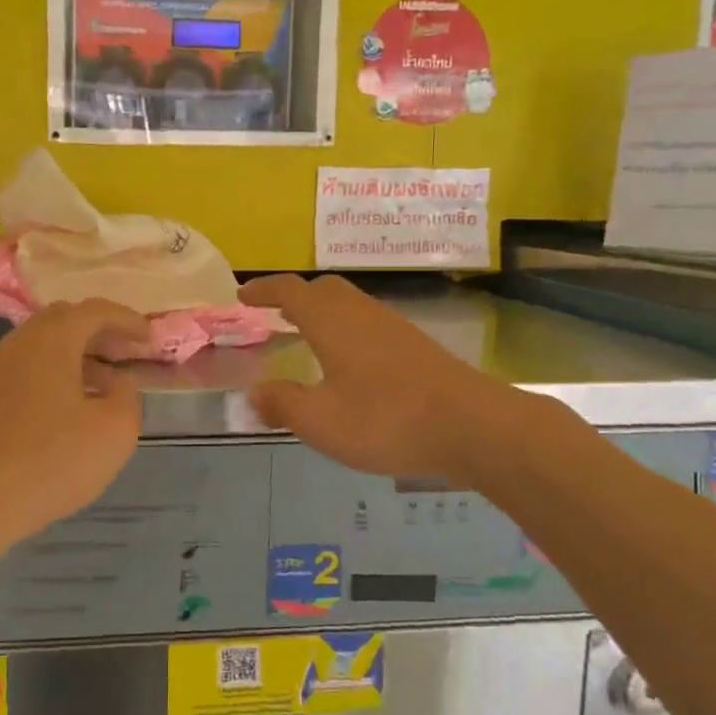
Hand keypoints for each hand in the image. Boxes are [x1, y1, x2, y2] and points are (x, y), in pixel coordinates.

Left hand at [0, 299, 150, 554]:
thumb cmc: (53, 461)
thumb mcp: (115, 431)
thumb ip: (127, 396)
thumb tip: (119, 381)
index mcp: (51, 340)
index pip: (94, 310)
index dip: (127, 319)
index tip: (150, 338)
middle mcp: (20, 344)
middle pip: (64, 319)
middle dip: (99, 331)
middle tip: (126, 353)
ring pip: (43, 344)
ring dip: (77, 354)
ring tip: (105, 385)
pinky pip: (27, 367)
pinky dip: (55, 372)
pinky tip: (71, 406)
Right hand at [240, 275, 525, 483]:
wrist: (474, 426)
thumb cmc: (387, 419)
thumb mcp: (321, 421)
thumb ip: (283, 405)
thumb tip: (253, 394)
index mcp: (332, 321)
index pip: (289, 290)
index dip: (263, 290)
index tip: (241, 296)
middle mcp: (361, 313)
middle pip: (322, 288)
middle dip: (294, 295)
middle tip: (273, 314)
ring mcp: (392, 327)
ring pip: (349, 304)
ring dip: (322, 311)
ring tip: (305, 337)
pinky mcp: (415, 346)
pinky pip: (367, 322)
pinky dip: (345, 328)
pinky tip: (348, 362)